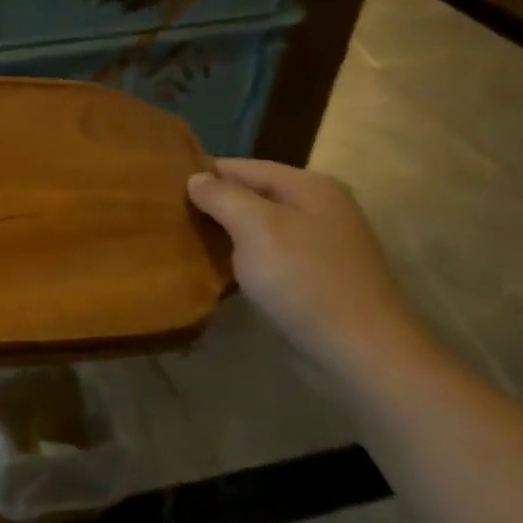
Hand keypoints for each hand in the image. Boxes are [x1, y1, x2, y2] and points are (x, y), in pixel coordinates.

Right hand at [187, 159, 436, 394]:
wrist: (359, 355)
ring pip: (257, 230)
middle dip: (212, 205)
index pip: (243, 166)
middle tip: (167, 216)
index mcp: (309, 187)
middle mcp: (317, 210)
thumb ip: (222, 196)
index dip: (204, 174)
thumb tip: (196, 178)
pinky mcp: (311, 281)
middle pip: (251, 196)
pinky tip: (212, 271)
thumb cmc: (304, 280)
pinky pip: (265, 259)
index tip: (162, 187)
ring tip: (180, 240)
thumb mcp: (256, 227)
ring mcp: (317, 247)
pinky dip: (239, 261)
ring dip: (223, 235)